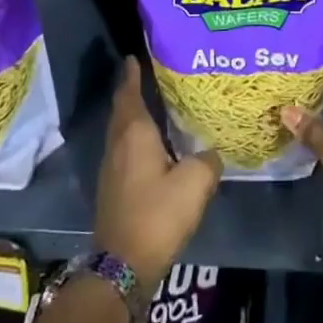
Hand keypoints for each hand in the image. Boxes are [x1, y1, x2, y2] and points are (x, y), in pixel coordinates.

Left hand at [94, 58, 220, 290]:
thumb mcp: (195, 183)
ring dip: (134, 116)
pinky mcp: (113, 189)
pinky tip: (153, 146)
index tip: (134, 56)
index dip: (132, 74)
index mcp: (134, 134)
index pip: (130, 94)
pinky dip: (136, 139)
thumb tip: (211, 153)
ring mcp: (111, 168)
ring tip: (155, 106)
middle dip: (132, 92)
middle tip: (150, 76)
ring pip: (122, 131)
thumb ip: (207, 160)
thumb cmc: (158, 214)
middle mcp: (118, 145)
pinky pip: (124, 151)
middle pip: (123, 110)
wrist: (123, 266)